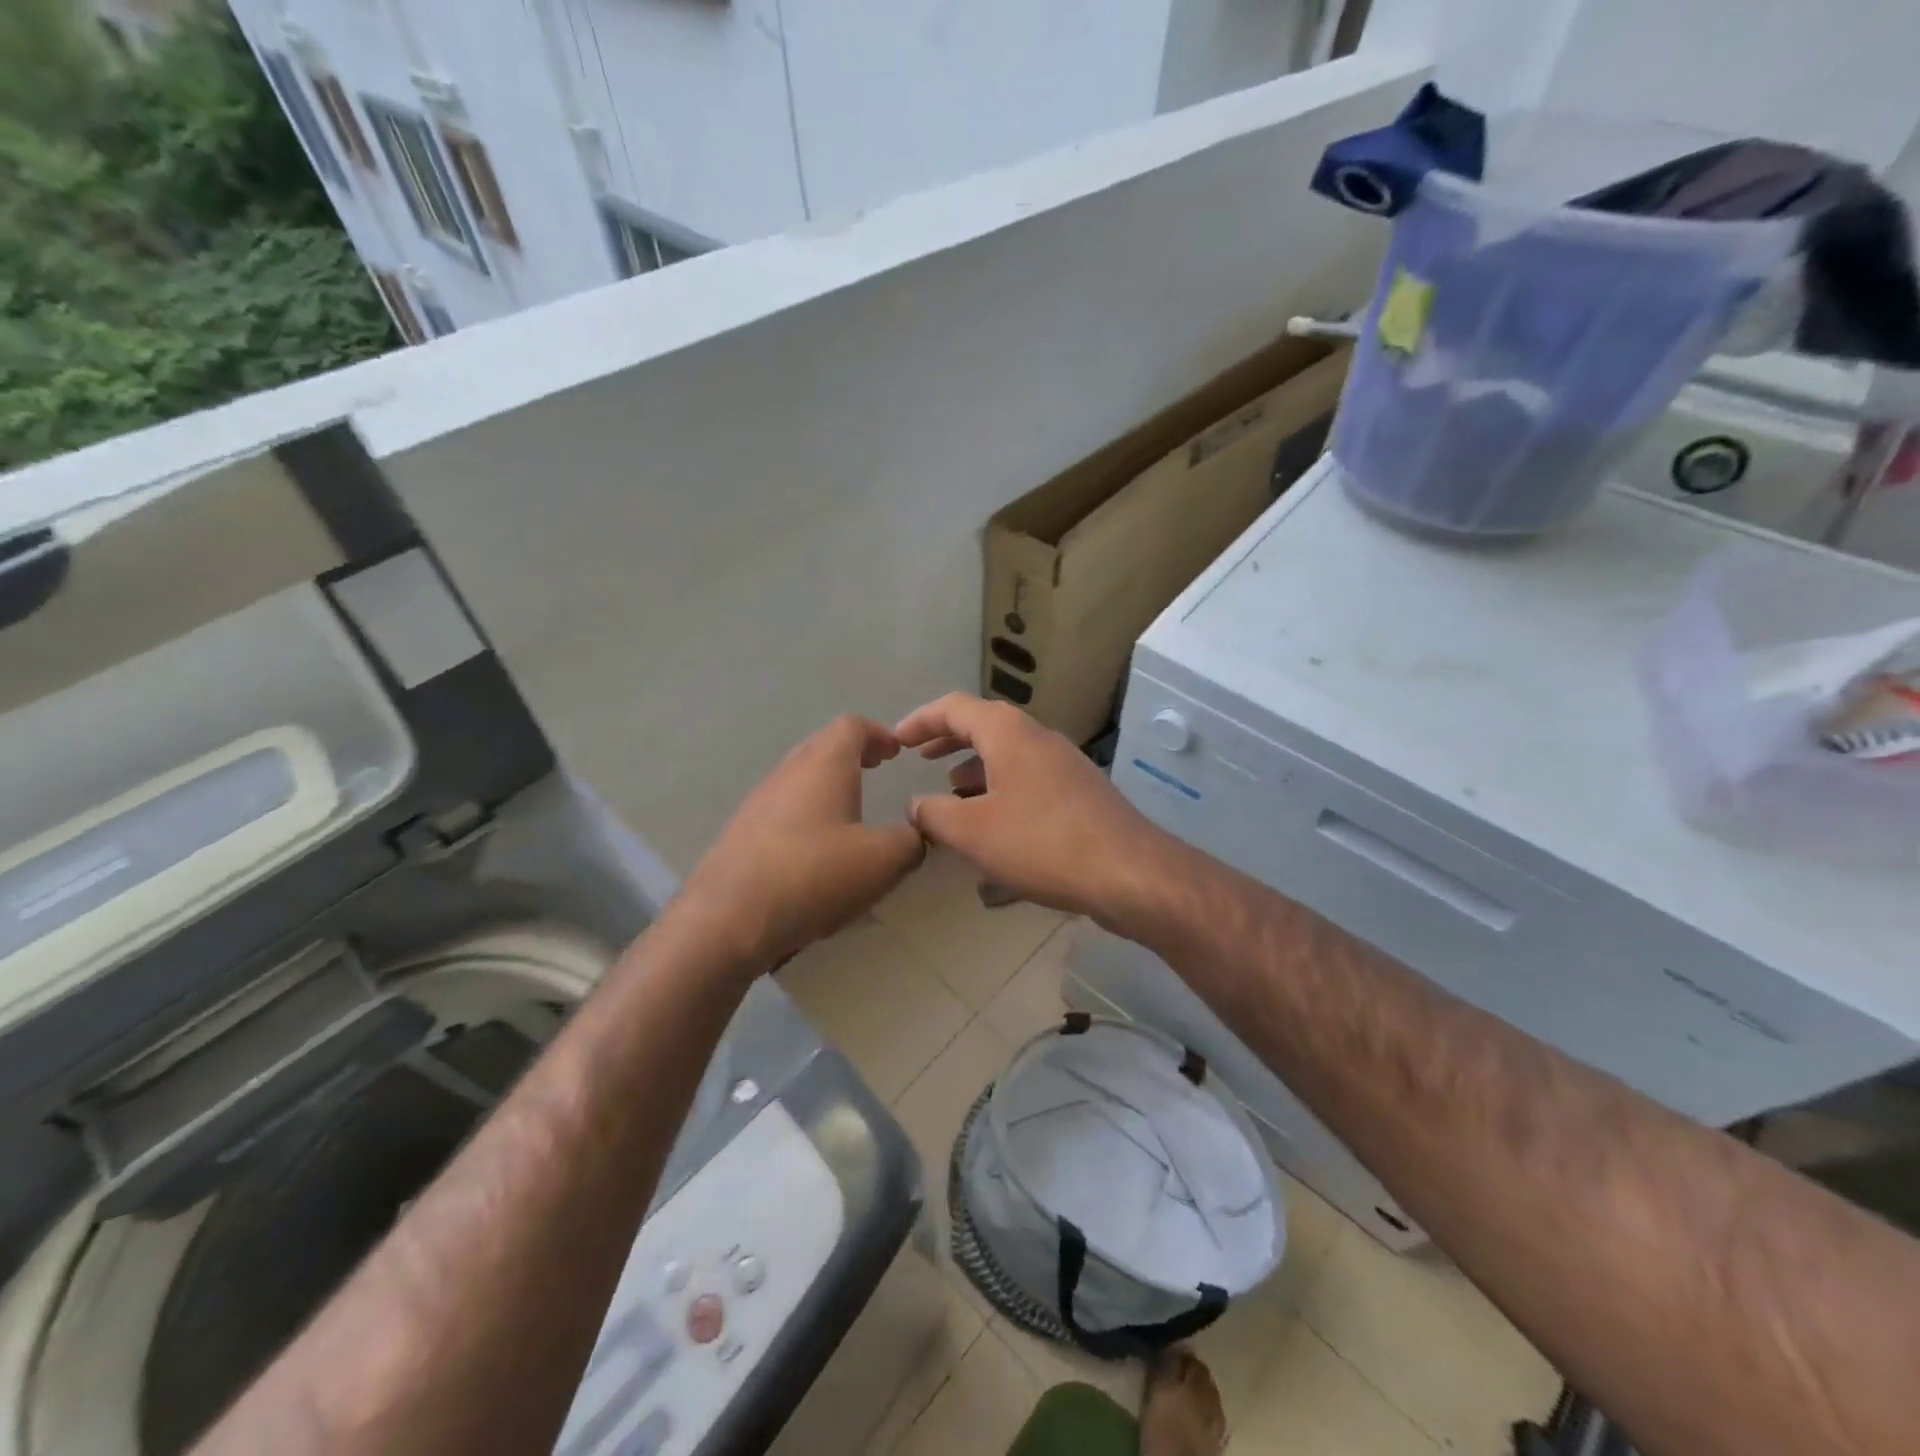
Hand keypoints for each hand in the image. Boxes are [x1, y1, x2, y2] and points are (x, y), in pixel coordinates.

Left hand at [678, 716, 925, 968]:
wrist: (726, 919)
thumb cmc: (813, 876)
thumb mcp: (883, 861)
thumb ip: (910, 840)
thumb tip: (915, 832)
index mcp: (824, 765)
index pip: (852, 726)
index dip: (879, 733)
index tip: (896, 752)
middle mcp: (788, 772)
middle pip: (822, 745)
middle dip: (853, 753)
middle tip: (876, 768)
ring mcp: (758, 801)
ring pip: (800, 776)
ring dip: (827, 782)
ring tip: (850, 810)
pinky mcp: (741, 832)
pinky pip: (782, 807)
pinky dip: (807, 811)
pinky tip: (815, 848)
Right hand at [893, 693, 1167, 921]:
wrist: (1129, 873)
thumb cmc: (1042, 844)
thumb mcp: (973, 832)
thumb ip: (934, 814)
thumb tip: (915, 805)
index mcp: (1009, 734)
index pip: (954, 708)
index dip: (920, 720)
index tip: (896, 740)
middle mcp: (1039, 738)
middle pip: (985, 725)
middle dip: (948, 740)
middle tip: (920, 757)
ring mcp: (1065, 764)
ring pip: (1009, 754)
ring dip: (975, 767)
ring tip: (951, 793)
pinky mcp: (1080, 793)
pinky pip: (1029, 778)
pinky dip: (1001, 788)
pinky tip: (994, 824)